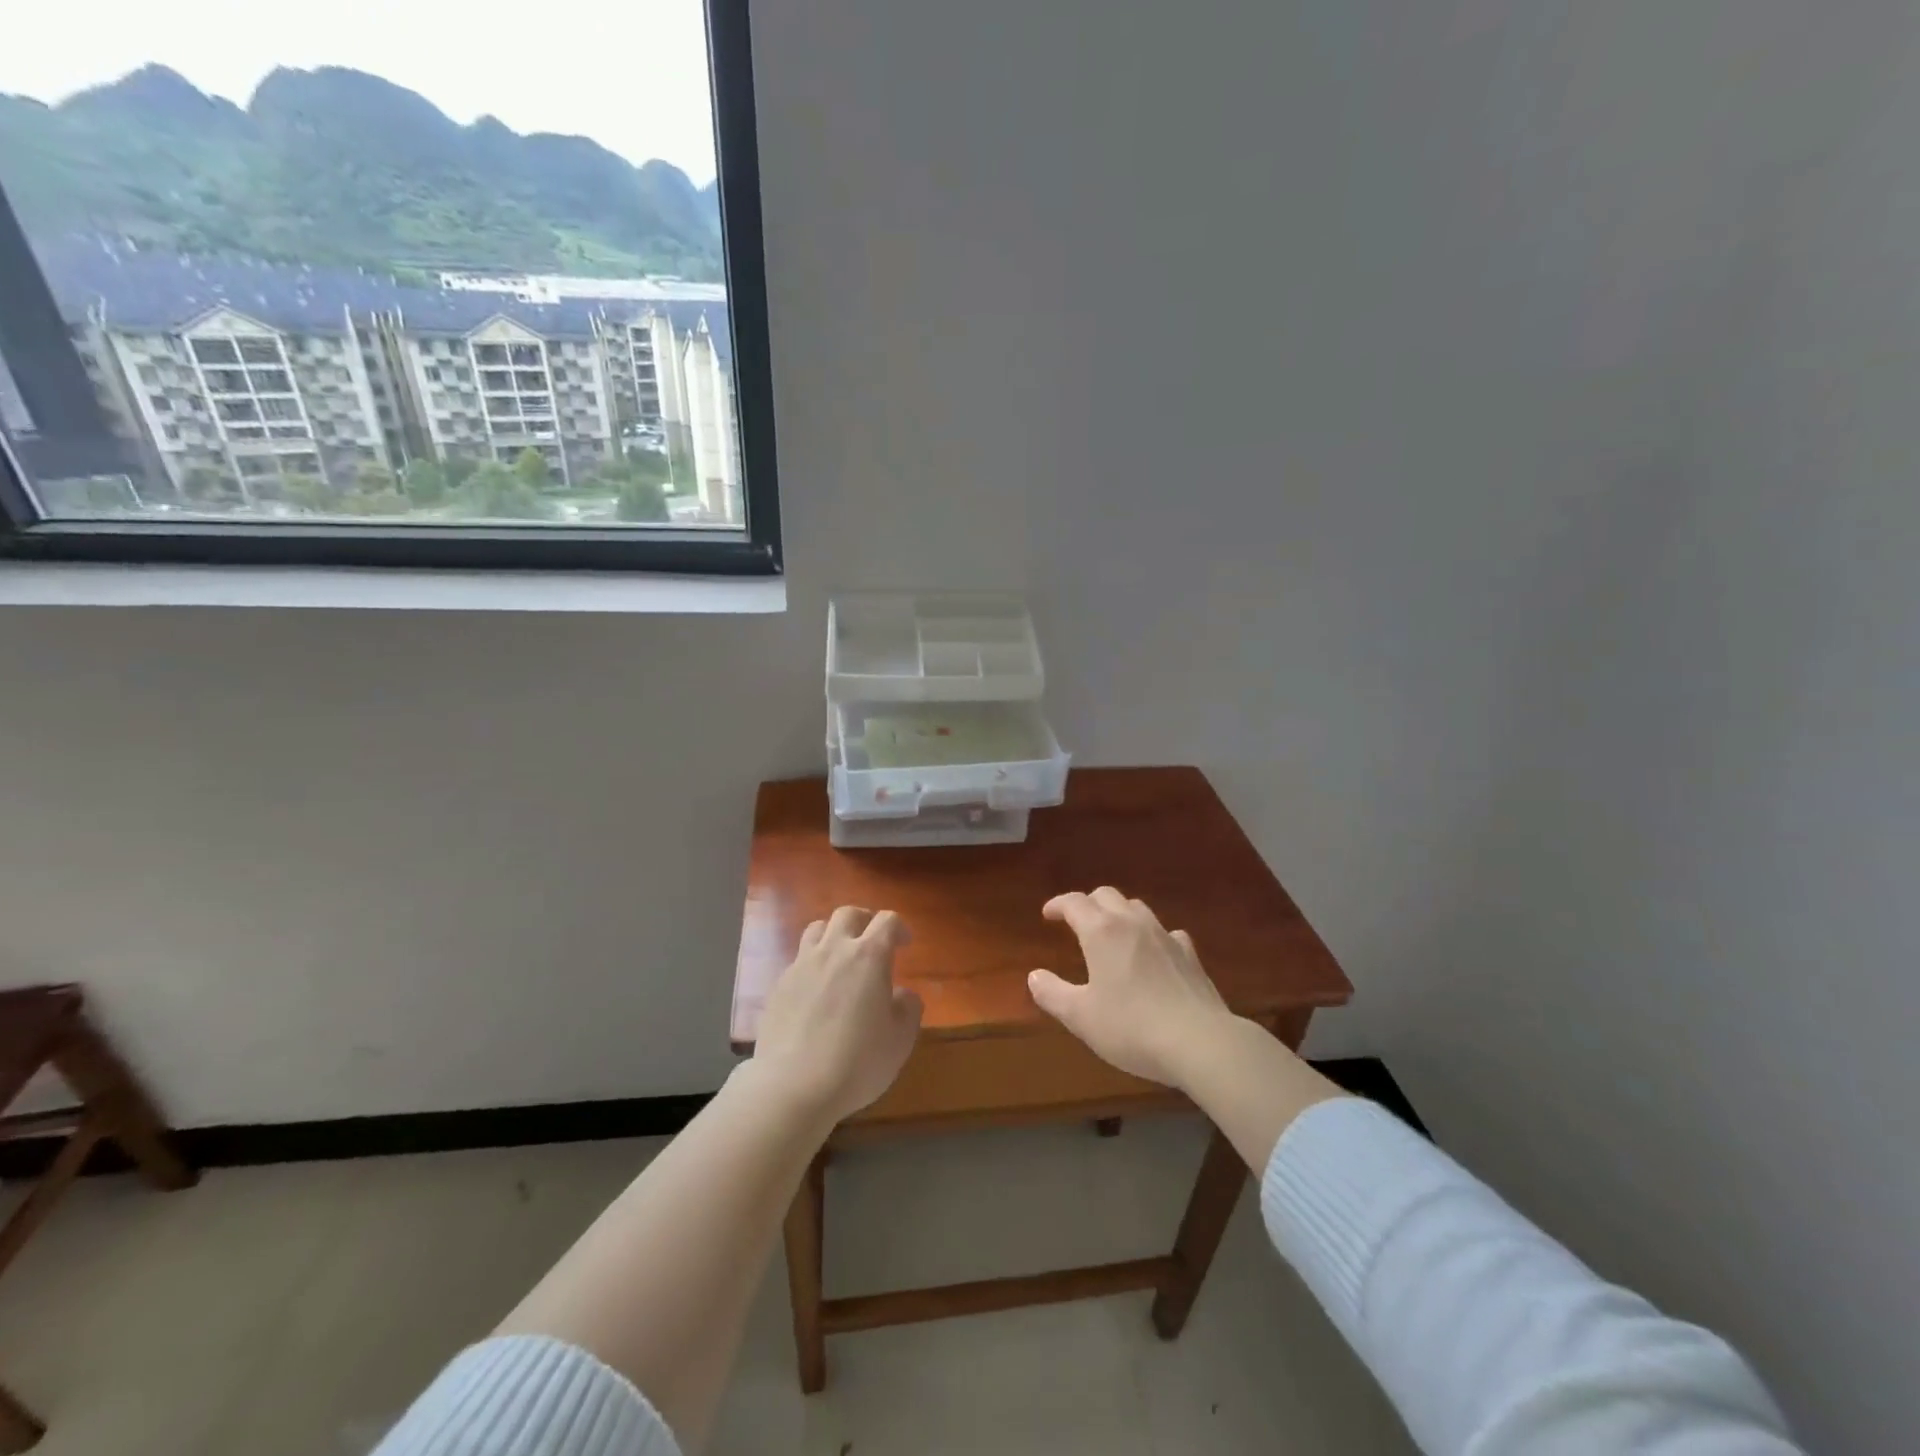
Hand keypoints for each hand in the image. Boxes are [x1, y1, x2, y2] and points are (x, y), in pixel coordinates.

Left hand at [752, 906, 922, 1123]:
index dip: (899, 928)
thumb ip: (908, 1009)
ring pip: (817, 929)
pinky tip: (815, 990)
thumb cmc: (857, 1062)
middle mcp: (834, 950)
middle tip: (872, 940)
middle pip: (848, 914)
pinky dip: (811, 964)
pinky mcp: (778, 985)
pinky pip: (798, 960)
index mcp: (869, 956)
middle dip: (864, 921)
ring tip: (840, 956)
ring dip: (833, 935)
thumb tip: (902, 994)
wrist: (793, 1086)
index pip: (887, 921)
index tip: (905, 944)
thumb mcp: (900, 1040)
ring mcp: (801, 965)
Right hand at [1028, 888, 1234, 1088]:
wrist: (1200, 1042)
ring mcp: (1165, 936)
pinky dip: (1152, 935)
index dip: (1058, 904)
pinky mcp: (1190, 955)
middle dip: (1088, 903)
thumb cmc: (1131, 1027)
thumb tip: (1034, 976)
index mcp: (1101, 932)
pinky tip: (1154, 953)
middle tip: (1077, 921)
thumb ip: (1053, 994)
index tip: (1048, 914)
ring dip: (1119, 913)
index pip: (1075, 903)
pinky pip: (1166, 932)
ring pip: (1137, 908)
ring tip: (1112, 933)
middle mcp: (1133, 923)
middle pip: (1107, 896)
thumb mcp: (1081, 1017)